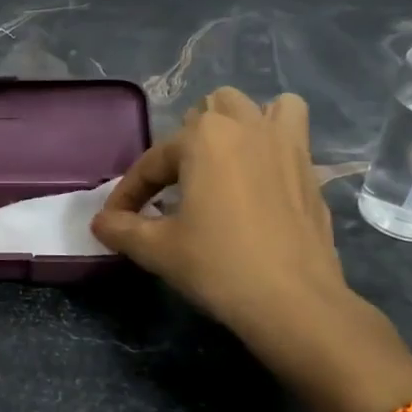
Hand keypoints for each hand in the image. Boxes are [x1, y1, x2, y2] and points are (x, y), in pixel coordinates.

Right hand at [91, 89, 411, 411]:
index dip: (129, 193)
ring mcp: (285, 143)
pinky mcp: (310, 168)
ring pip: (258, 108)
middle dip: (185, 144)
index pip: (152, 161)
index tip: (115, 221)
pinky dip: (275, 141)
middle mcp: (245, 126)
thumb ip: (122, 229)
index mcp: (203, 137)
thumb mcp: (158, 250)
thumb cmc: (219, 267)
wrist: (295, 303)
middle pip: (207, 112)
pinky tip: (261, 176)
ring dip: (237, 125)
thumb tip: (101, 223)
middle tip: (174, 187)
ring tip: (224, 160)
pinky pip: (292, 133)